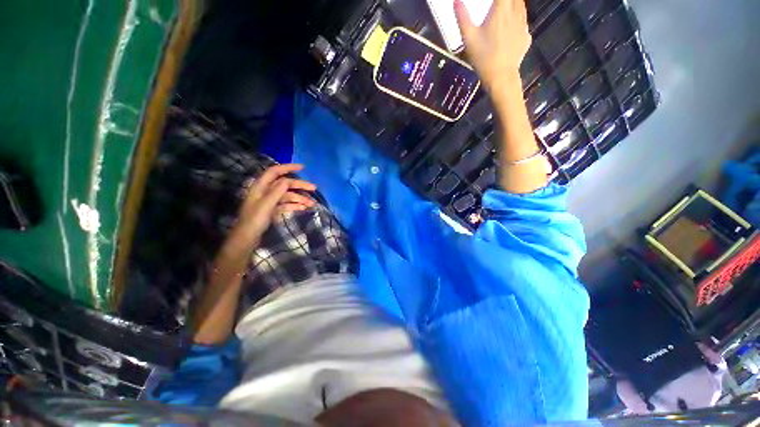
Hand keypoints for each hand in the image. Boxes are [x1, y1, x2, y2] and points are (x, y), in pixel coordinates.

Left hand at [230, 164, 315, 249]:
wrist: (247, 238)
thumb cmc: (254, 220)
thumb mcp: (266, 205)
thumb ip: (276, 191)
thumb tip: (287, 180)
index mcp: (261, 187)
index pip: (275, 172)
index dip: (288, 167)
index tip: (303, 168)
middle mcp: (266, 191)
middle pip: (285, 184)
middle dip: (300, 185)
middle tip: (314, 188)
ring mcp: (270, 201)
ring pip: (288, 195)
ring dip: (300, 198)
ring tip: (311, 204)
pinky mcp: (273, 210)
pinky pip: (287, 204)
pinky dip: (295, 205)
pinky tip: (303, 208)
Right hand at [455, 0, 530, 91]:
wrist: (501, 77)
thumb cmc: (483, 57)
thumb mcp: (469, 38)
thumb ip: (462, 18)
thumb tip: (456, 1)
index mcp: (501, 10)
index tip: (490, 4)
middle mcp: (516, 13)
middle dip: (506, 0)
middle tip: (497, 7)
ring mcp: (524, 26)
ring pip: (521, 7)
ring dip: (514, 5)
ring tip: (505, 12)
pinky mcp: (526, 38)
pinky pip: (523, 24)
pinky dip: (518, 22)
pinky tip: (510, 30)